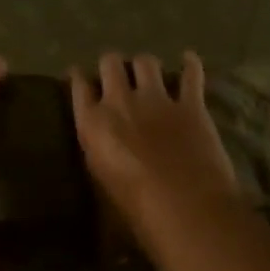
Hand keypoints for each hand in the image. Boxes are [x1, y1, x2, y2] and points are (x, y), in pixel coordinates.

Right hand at [69, 52, 237, 231]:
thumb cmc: (136, 211)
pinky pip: (191, 74)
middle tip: (116, 74)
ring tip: (147, 72)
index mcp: (92, 123)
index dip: (78, 78)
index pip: (78, 86)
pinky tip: (189, 59)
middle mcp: (120, 101)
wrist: (186, 210)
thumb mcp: (101, 184)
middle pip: (110, 63)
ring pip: (145, 61)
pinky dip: (190, 65)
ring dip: (144, 65)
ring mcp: (156, 99)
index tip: (78, 75)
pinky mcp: (190, 104)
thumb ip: (99, 154)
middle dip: (112, 65)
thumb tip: (104, 147)